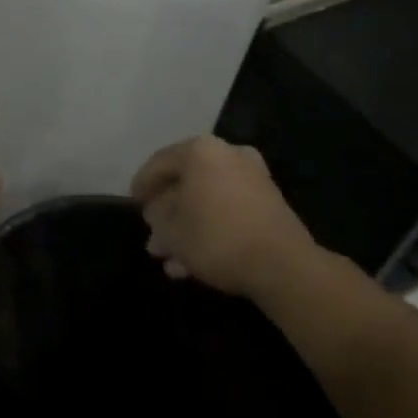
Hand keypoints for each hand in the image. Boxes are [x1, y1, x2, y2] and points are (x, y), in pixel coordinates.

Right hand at [130, 136, 318, 299]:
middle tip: (153, 234)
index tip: (133, 203)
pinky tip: (194, 262)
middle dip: (167, 212)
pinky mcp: (270, 204)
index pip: (159, 162)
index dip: (142, 184)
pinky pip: (228, 211)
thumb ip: (157, 217)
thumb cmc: (217, 238)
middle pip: (185, 182)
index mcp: (200, 151)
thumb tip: (156, 213)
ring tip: (170, 257)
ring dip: (188, 226)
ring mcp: (252, 179)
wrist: (284, 267)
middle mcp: (227, 155)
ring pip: (207, 200)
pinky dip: (211, 230)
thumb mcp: (172, 231)